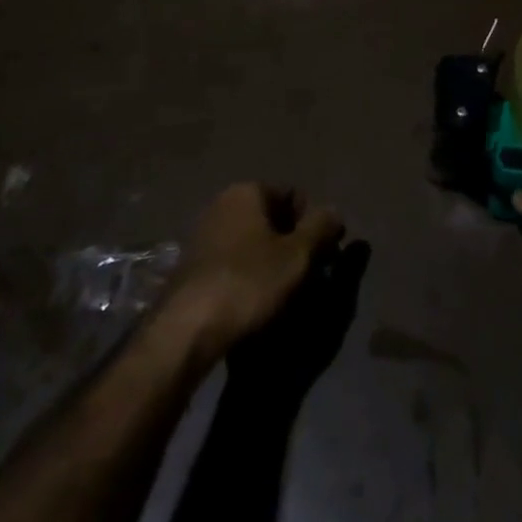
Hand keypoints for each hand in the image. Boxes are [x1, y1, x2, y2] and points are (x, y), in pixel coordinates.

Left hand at [159, 183, 344, 363]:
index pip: (293, 196)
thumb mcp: (297, 256)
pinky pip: (232, 262)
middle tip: (305, 278)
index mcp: (247, 191)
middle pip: (271, 218)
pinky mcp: (191, 266)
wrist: (186, 330)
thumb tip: (335, 212)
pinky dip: (247, 276)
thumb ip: (321, 228)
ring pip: (252, 242)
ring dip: (270, 262)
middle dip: (291, 244)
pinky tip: (253, 304)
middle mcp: (223, 203)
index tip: (322, 256)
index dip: (312, 224)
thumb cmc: (248, 282)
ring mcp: (203, 234)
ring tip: (281, 296)